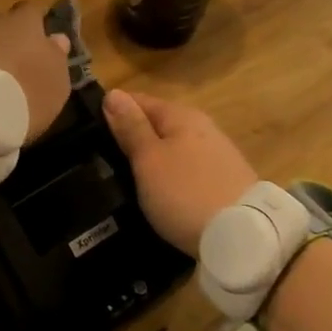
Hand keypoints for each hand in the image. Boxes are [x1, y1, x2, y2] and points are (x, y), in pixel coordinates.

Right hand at [102, 90, 257, 255]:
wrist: (242, 236)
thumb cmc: (184, 193)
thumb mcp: (148, 159)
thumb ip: (131, 127)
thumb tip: (113, 94)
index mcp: (182, 116)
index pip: (140, 100)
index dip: (114, 110)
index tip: (89, 127)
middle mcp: (203, 128)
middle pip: (159, 124)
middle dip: (134, 136)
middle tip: (103, 155)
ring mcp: (218, 155)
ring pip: (175, 148)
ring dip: (153, 157)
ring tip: (127, 176)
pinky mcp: (227, 182)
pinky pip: (189, 169)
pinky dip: (172, 175)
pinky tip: (162, 191)